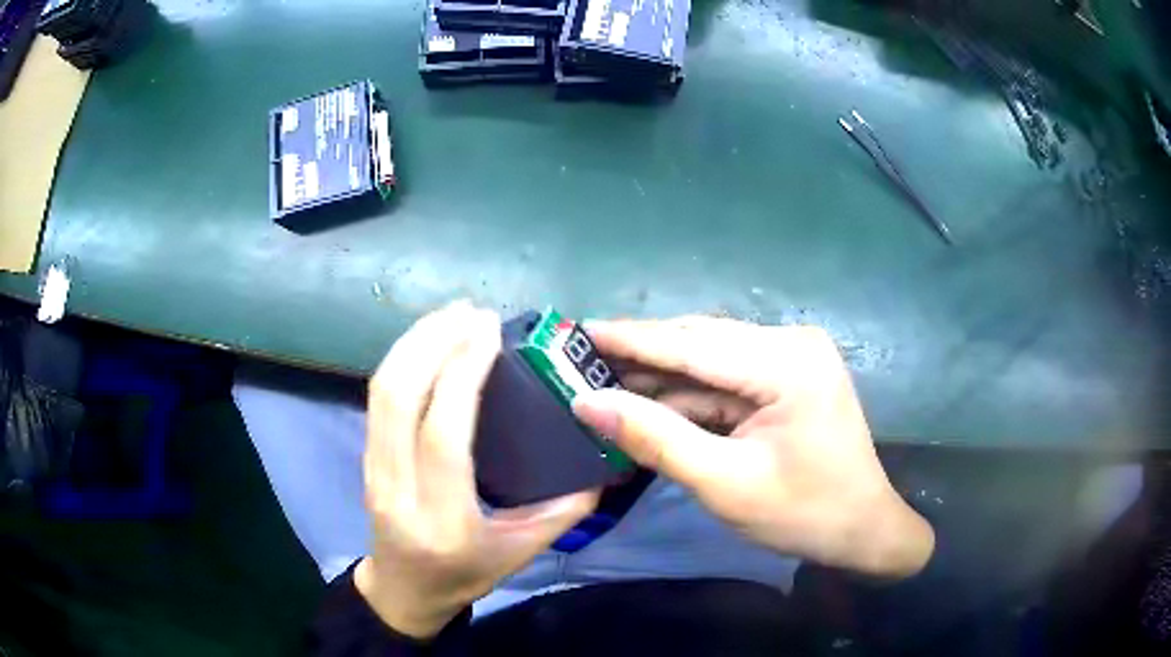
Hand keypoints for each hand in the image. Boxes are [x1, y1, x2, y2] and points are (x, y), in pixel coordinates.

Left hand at [357, 301, 598, 638]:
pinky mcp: (365, 455)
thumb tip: (602, 462)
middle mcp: (398, 489)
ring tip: (451, 314)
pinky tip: (428, 340)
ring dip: (414, 342)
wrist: (404, 590)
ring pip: (381, 390)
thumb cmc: (465, 575)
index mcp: (443, 519)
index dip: (462, 374)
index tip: (489, 332)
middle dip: (434, 343)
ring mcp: (373, 469)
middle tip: (473, 312)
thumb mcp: (521, 552)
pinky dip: (402, 357)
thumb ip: (564, 511)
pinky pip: (377, 397)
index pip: (443, 435)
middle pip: (400, 398)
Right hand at [573, 316, 932, 579]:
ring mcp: (792, 357)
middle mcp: (791, 343)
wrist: (862, 531)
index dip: (629, 339)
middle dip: (640, 356)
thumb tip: (586, 403)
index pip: (692, 344)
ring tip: (602, 380)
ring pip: (709, 359)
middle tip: (580, 361)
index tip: (574, 331)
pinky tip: (649, 400)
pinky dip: (688, 392)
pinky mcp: (788, 376)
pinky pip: (726, 377)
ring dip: (660, 375)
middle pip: (700, 343)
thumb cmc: (803, 514)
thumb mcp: (724, 484)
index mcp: (788, 363)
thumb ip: (655, 438)